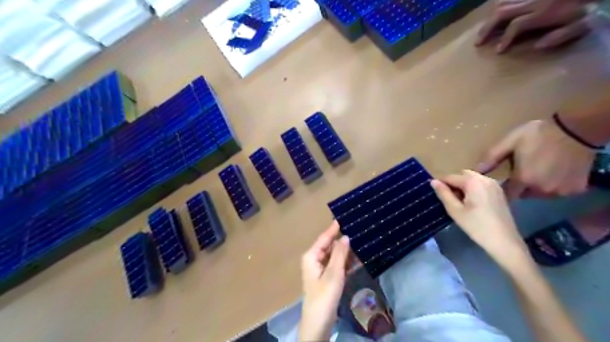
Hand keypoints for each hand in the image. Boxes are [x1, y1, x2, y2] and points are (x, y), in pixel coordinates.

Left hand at [300, 220, 349, 339]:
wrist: (318, 322)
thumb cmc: (324, 295)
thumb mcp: (334, 273)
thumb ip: (340, 254)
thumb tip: (345, 236)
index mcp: (312, 256)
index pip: (324, 237)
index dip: (334, 228)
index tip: (344, 217)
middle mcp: (314, 259)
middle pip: (329, 245)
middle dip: (342, 239)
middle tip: (356, 228)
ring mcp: (321, 269)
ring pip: (335, 255)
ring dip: (346, 251)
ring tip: (360, 240)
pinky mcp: (327, 277)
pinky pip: (337, 265)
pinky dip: (346, 261)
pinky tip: (358, 257)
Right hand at [430, 172, 527, 267]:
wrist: (504, 241)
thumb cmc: (476, 226)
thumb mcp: (455, 210)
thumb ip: (443, 193)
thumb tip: (433, 181)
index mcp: (473, 181)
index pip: (450, 177)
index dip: (441, 185)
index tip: (437, 196)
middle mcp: (485, 178)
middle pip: (462, 175)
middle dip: (454, 184)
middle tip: (450, 200)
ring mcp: (495, 185)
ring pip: (472, 179)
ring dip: (463, 186)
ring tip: (460, 203)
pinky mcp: (499, 192)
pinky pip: (481, 184)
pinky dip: (473, 189)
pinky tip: (472, 204)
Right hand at [476, 0, 591, 51]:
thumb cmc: (597, 5)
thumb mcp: (586, 22)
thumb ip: (562, 35)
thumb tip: (536, 46)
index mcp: (544, 12)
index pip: (515, 26)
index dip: (504, 40)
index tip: (498, 51)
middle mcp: (534, 1)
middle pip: (502, 13)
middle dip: (487, 28)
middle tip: (477, 43)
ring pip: (503, 2)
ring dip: (491, 17)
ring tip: (484, 29)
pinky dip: (501, 4)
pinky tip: (496, 13)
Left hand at [479, 120, 593, 199]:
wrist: (577, 129)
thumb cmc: (538, 134)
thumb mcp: (509, 142)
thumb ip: (491, 158)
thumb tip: (474, 171)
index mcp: (523, 180)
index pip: (507, 194)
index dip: (503, 189)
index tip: (502, 182)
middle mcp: (541, 190)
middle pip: (524, 194)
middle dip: (520, 185)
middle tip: (522, 170)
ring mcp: (560, 191)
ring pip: (540, 194)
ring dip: (537, 186)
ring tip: (538, 170)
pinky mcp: (576, 189)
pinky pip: (558, 192)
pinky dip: (555, 185)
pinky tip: (554, 171)